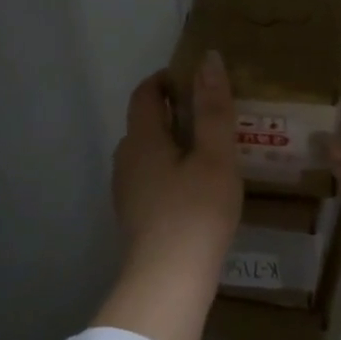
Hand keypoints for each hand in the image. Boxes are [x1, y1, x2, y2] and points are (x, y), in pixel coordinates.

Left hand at [94, 54, 242, 339]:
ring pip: (148, 156)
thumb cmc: (196, 212)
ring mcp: (126, 193)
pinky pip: (151, 181)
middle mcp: (125, 161)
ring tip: (210, 153)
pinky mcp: (135, 219)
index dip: (167, 80)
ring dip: (173, 146)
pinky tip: (197, 190)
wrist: (168, 281)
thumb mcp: (215, 156)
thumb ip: (213, 109)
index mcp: (141, 140)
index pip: (145, 94)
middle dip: (174, 113)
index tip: (196, 80)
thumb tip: (208, 58)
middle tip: (212, 116)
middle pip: (145, 125)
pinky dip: (171, 173)